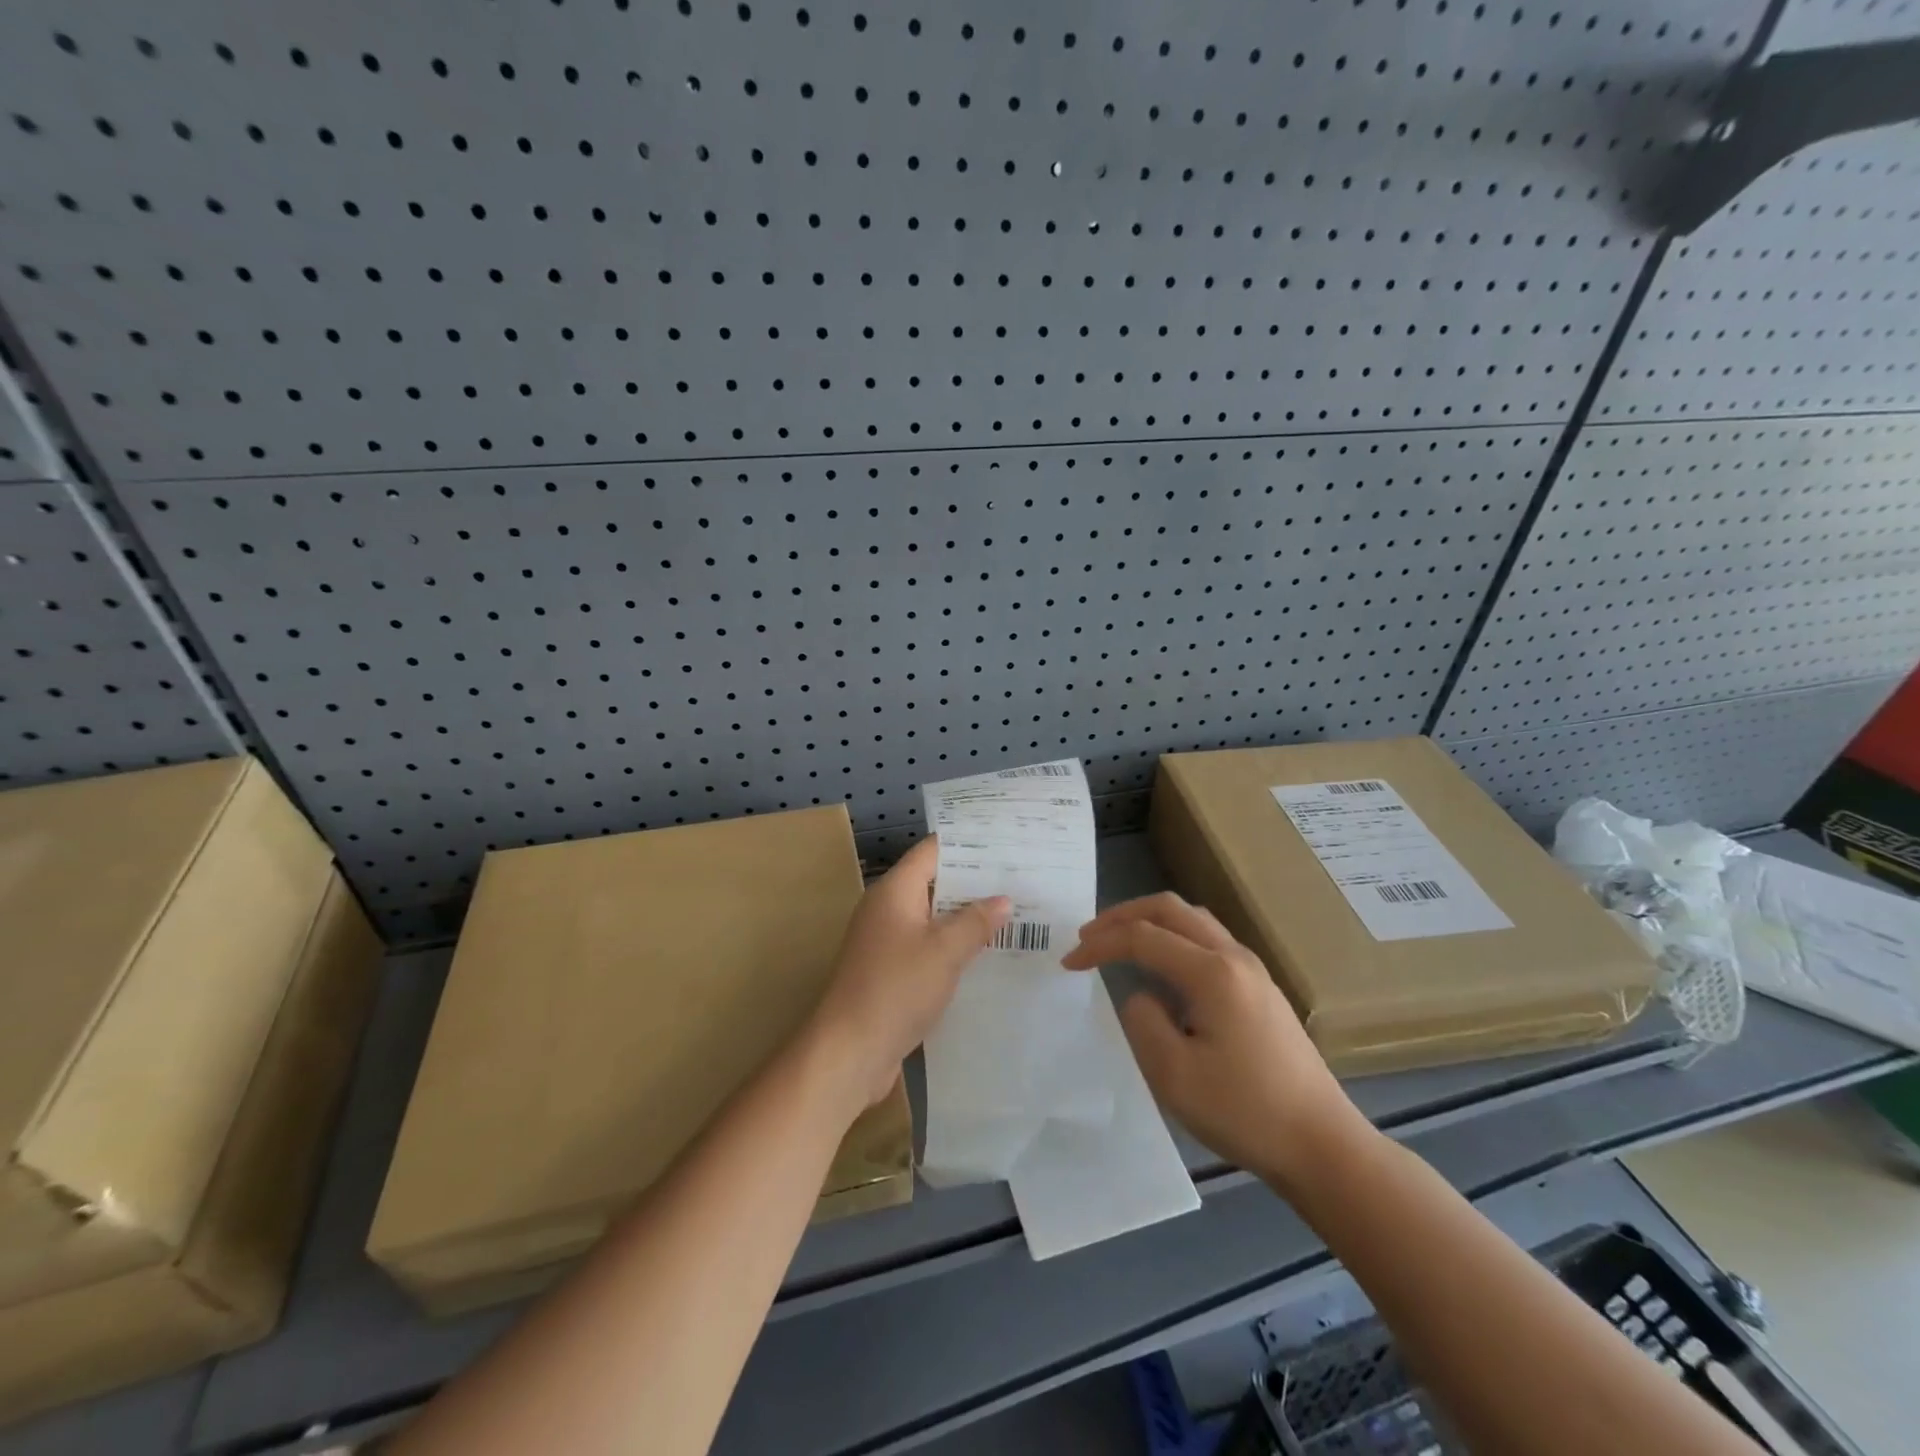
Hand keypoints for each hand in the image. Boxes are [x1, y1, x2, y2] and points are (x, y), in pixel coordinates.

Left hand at [808, 836, 1009, 1110]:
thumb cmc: (896, 989)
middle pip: (934, 882)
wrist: (849, 1051)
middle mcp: (887, 908)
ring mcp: (887, 941)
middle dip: (974, 883)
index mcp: (894, 890)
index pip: (932, 851)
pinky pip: (927, 946)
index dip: (967, 845)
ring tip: (1013, 913)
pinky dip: (953, 945)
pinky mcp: (891, 970)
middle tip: (1019, 880)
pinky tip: (985, 954)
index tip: (1005, 843)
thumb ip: (975, 922)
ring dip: (966, 917)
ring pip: (933, 917)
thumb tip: (1002, 900)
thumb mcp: (944, 951)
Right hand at [1062, 892, 1364, 1187]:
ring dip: (1150, 921)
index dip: (1100, 945)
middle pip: (1170, 909)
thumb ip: (1143, 1021)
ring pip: (1192, 920)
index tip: (1068, 964)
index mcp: (1211, 973)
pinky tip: (1162, 966)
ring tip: (1119, 941)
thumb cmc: (1244, 1111)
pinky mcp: (1261, 988)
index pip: (1142, 937)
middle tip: (1088, 935)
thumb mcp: (1173, 1074)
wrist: (1322, 1145)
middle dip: (1122, 915)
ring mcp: (1253, 970)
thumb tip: (1142, 995)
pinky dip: (1173, 937)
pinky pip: (1208, 940)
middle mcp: (1234, 957)